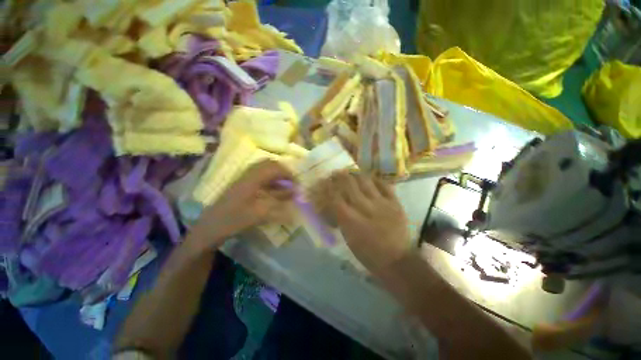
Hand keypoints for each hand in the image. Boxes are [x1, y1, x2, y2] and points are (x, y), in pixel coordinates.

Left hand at [190, 160, 293, 247]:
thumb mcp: (259, 213)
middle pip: (269, 164)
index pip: (274, 167)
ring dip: (277, 175)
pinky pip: (260, 177)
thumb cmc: (234, 219)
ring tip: (286, 185)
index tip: (297, 182)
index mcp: (252, 178)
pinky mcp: (243, 185)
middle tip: (292, 181)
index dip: (288, 173)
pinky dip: (271, 181)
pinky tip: (275, 190)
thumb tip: (295, 196)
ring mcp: (244, 179)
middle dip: (283, 171)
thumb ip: (279, 203)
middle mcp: (248, 174)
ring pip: (264, 169)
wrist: (211, 227)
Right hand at [327, 171, 410, 273]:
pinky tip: (369, 178)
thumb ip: (339, 218)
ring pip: (365, 181)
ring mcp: (381, 203)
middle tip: (336, 173)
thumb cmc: (367, 253)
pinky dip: (375, 179)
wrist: (396, 261)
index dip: (328, 187)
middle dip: (340, 176)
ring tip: (351, 172)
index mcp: (350, 220)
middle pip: (349, 185)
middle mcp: (365, 208)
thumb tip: (332, 203)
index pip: (335, 197)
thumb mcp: (348, 238)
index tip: (324, 181)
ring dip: (355, 174)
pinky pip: (384, 185)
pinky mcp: (395, 203)